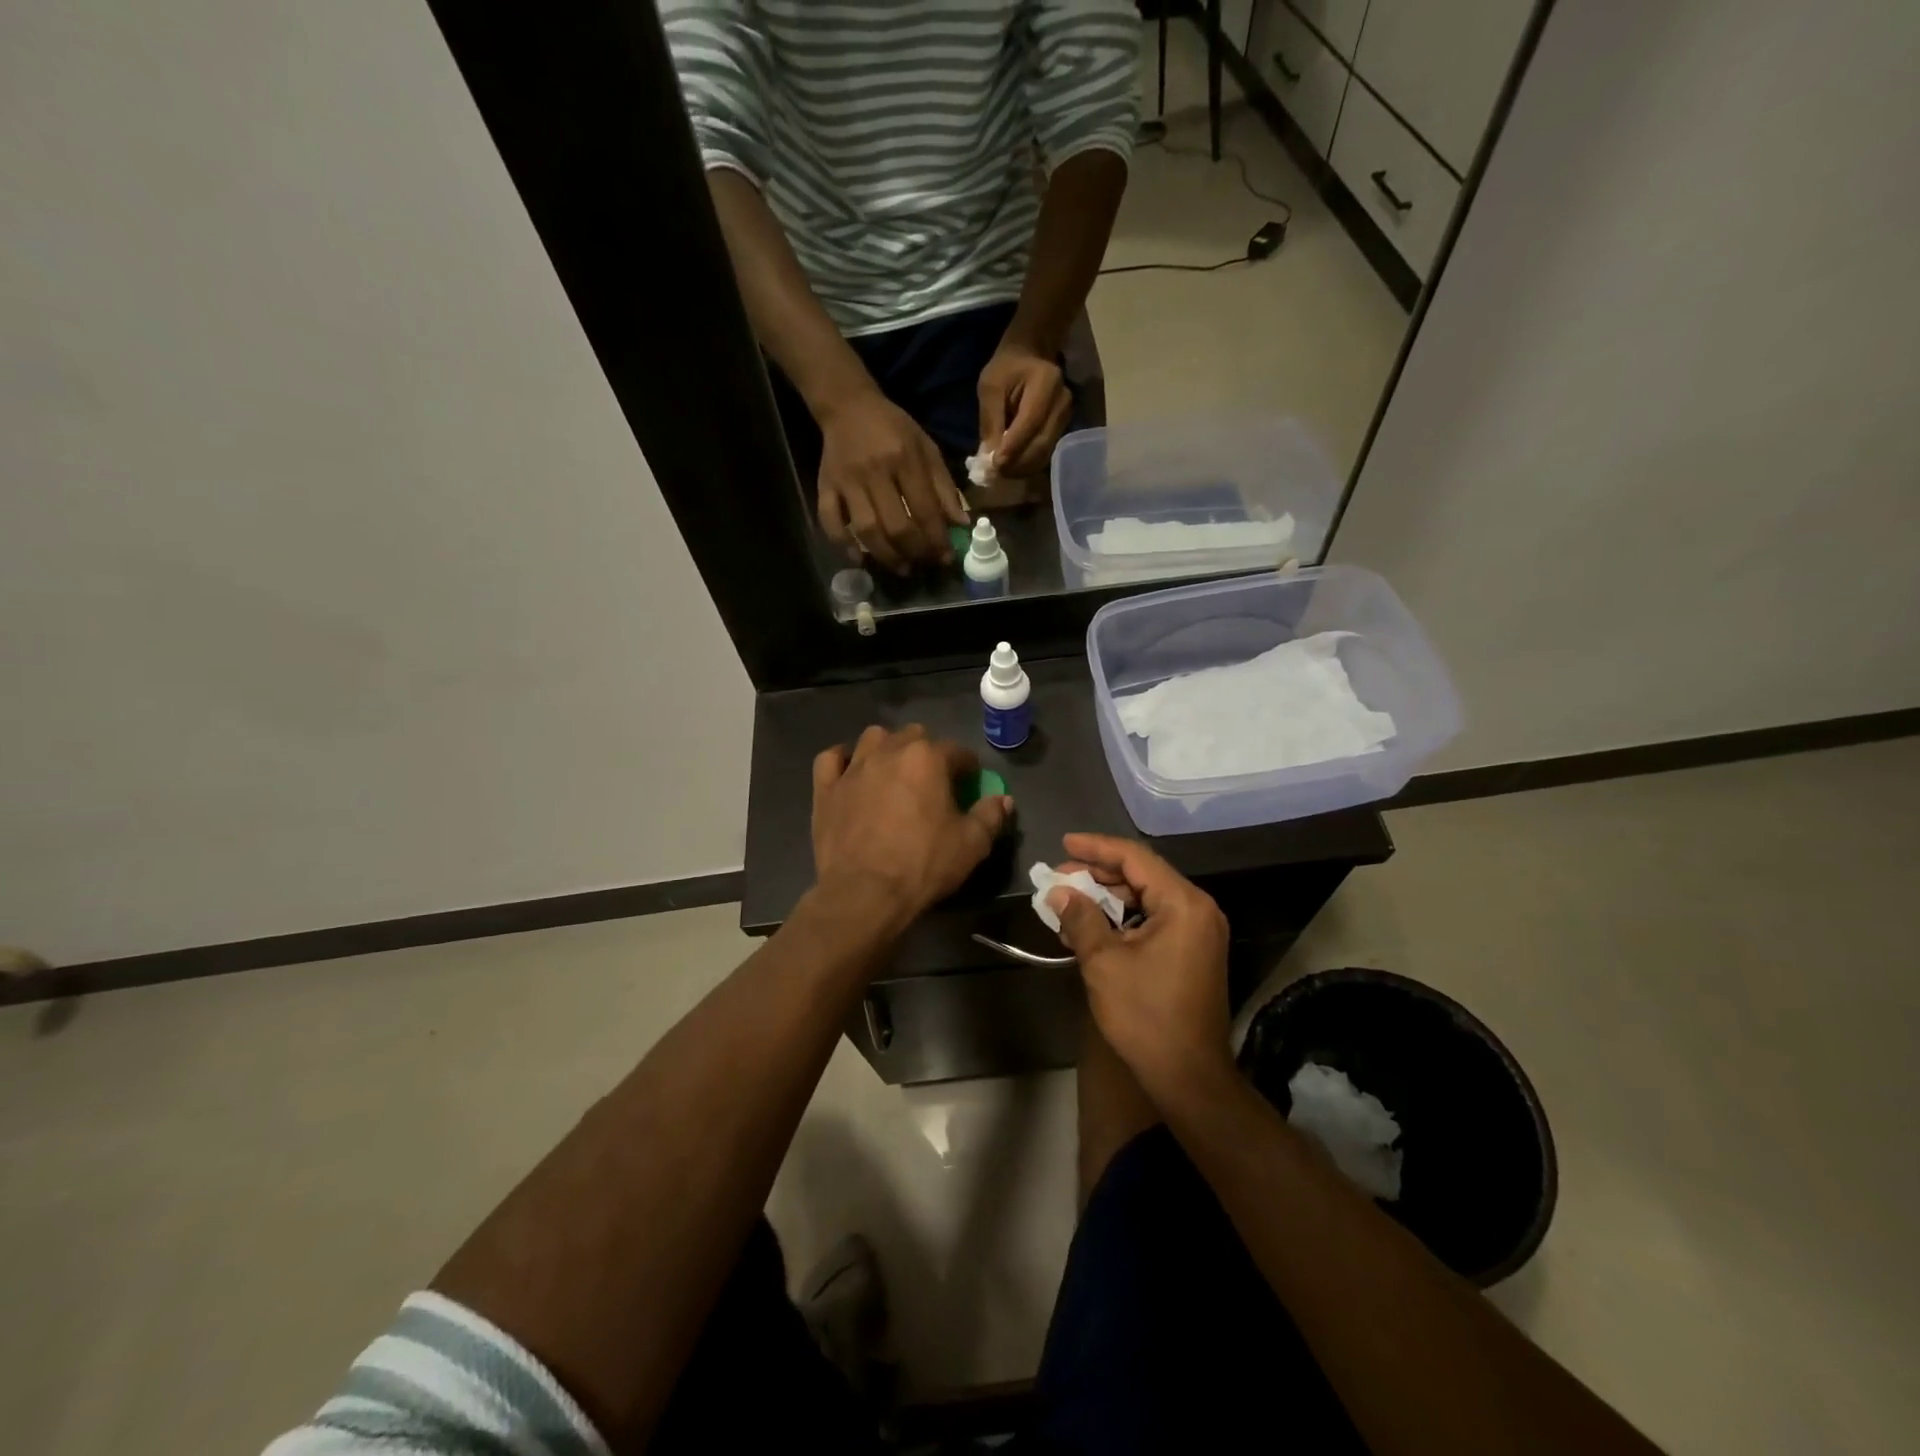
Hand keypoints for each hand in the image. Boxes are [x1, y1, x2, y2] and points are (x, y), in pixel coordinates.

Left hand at [812, 725, 1013, 922]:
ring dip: (887, 747)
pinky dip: (843, 760)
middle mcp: (889, 752)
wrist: (864, 894)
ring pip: (873, 738)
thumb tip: (1003, 800)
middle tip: (933, 781)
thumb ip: (991, 816)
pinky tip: (851, 772)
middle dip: (927, 752)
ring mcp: (853, 768)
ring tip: (894, 771)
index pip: (957, 751)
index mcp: (928, 758)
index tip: (970, 784)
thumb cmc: (923, 865)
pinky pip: (831, 758)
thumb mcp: (972, 845)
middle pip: (914, 735)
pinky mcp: (826, 788)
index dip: (968, 767)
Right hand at [816, 389, 968, 573]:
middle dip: (914, 552)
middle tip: (924, 564)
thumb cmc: (894, 429)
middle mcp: (875, 471)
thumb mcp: (927, 449)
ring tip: (901, 567)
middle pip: (896, 525)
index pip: (925, 509)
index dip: (937, 539)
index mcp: (905, 459)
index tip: (945, 558)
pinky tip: (859, 559)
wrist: (848, 406)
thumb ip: (945, 487)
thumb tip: (961, 524)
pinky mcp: (824, 486)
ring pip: (866, 529)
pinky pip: (829, 521)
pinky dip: (843, 544)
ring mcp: (847, 481)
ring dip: (885, 556)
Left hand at [978, 344, 1072, 478]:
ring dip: (1021, 468)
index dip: (1012, 447)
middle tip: (994, 474)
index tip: (994, 465)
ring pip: (1044, 454)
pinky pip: (1045, 453)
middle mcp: (1062, 403)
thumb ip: (990, 420)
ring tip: (1000, 472)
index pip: (1030, 423)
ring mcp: (1065, 418)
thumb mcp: (990, 385)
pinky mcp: (1062, 429)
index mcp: (1046, 383)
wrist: (1032, 355)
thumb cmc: (1007, 367)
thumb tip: (988, 457)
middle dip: (1016, 464)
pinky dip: (1027, 464)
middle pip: (1040, 444)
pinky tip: (1012, 466)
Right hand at [1047, 833, 1233, 1104]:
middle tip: (1059, 878)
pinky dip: (1125, 917)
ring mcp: (1200, 930)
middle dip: (1098, 874)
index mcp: (1183, 904)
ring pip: (1147, 896)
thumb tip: (1058, 891)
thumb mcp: (1104, 962)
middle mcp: (1198, 909)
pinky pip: (1156, 918)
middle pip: (1142, 874)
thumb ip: (1080, 918)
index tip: (1063, 844)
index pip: (1135, 858)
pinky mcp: (1194, 950)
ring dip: (1108, 897)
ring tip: (1069, 902)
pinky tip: (1093, 926)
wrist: (1189, 1077)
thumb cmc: (1146, 1016)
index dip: (1096, 848)